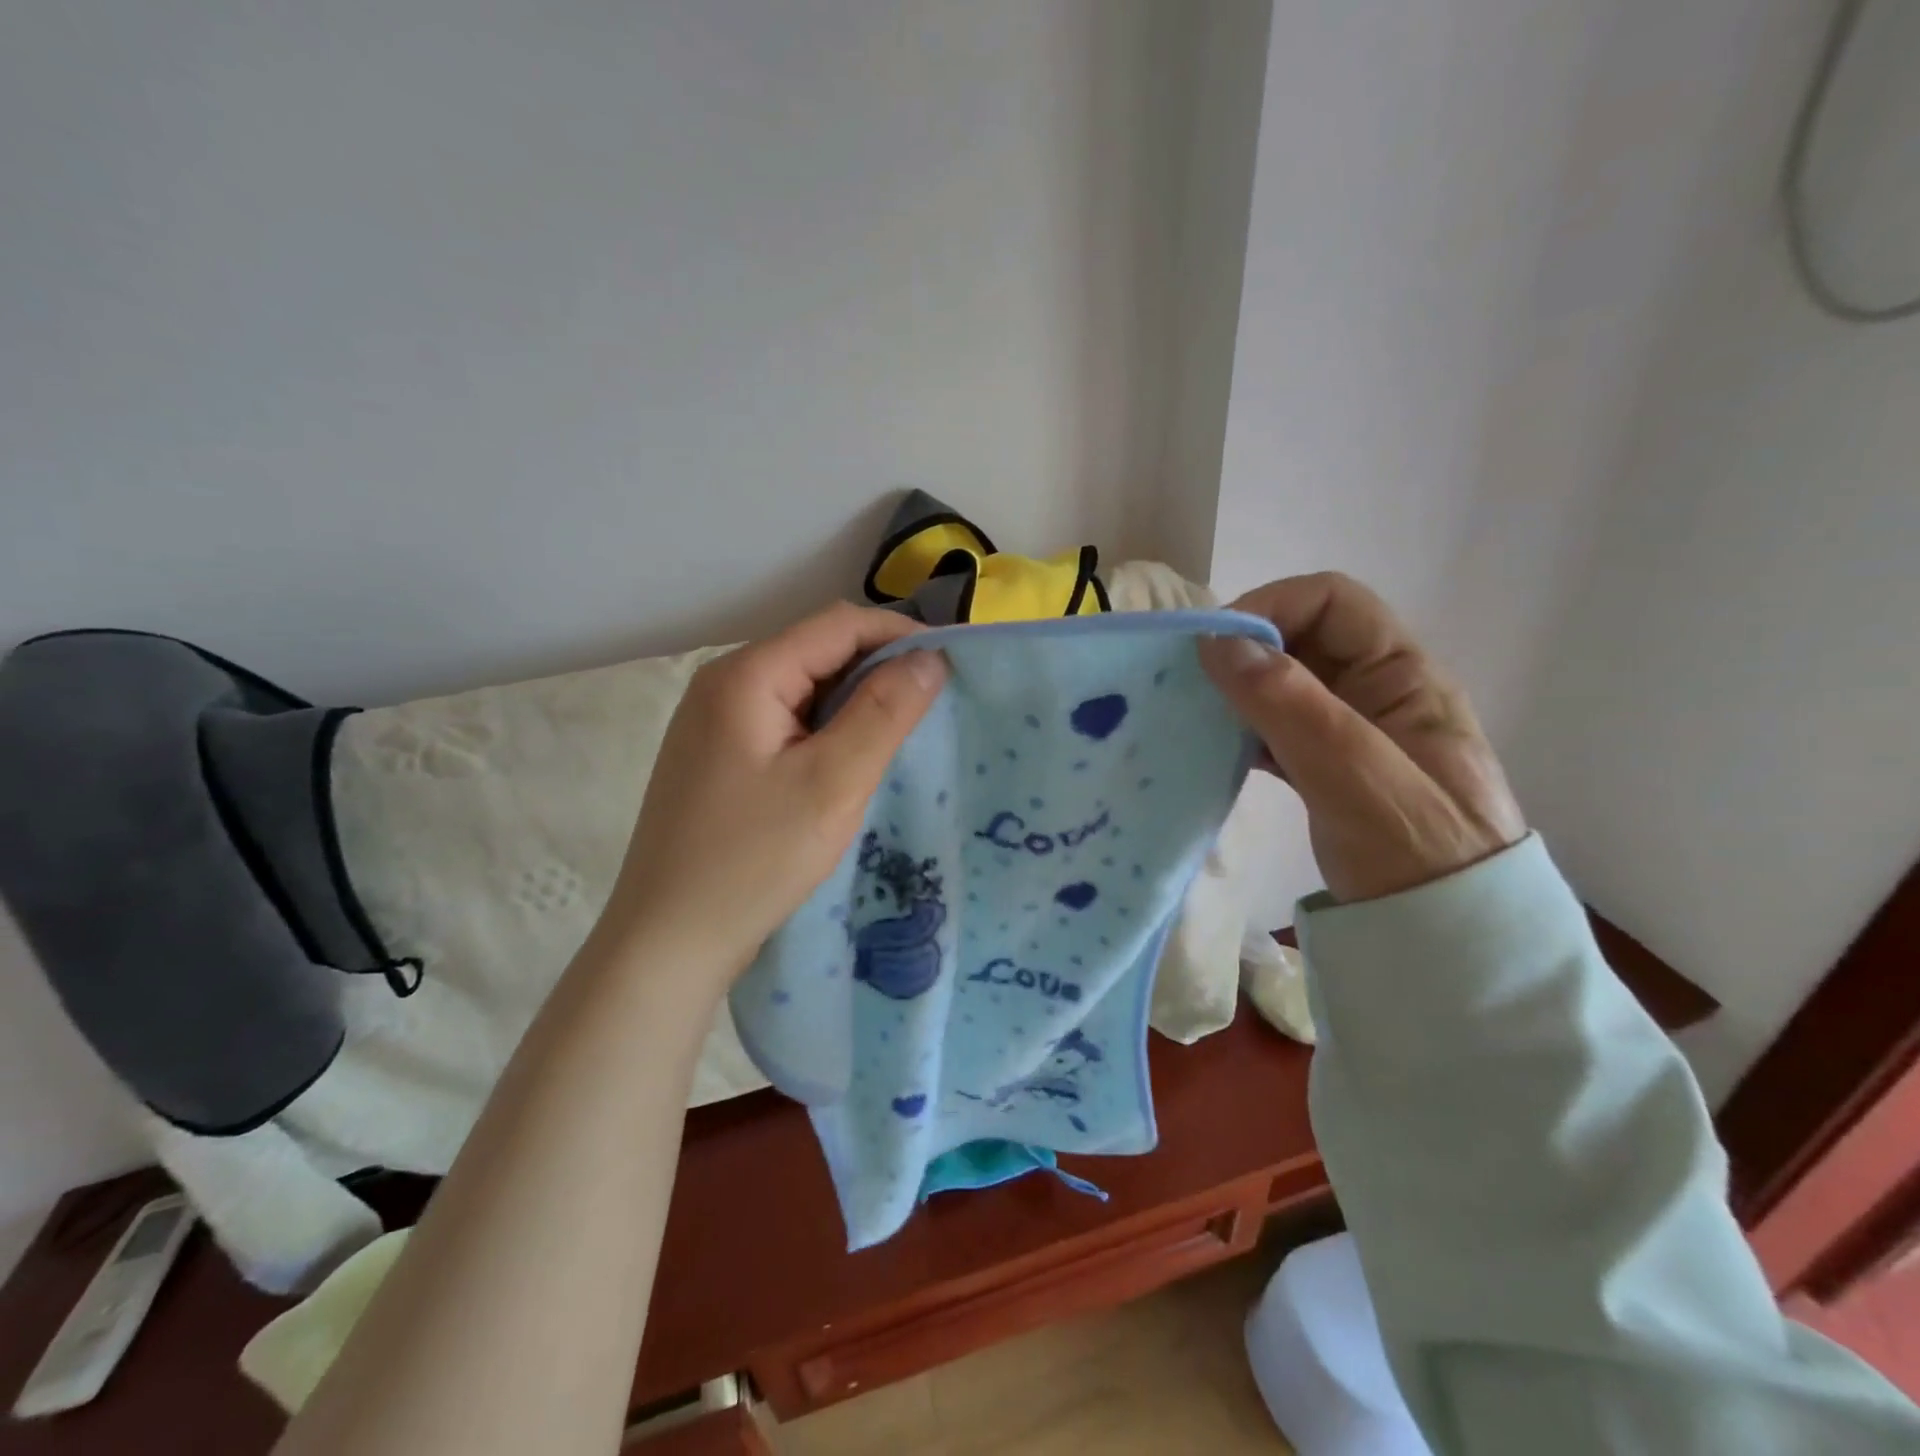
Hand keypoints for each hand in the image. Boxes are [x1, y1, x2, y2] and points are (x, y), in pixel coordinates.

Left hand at [603, 603, 946, 980]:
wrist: (667, 941)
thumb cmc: (753, 861)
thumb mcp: (832, 783)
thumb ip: (884, 712)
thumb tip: (932, 657)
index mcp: (746, 675)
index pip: (838, 625)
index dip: (901, 636)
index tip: (954, 664)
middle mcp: (724, 683)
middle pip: (818, 651)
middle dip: (880, 670)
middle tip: (934, 706)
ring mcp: (715, 721)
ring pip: (804, 688)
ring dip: (856, 703)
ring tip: (901, 734)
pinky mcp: (719, 756)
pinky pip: (786, 721)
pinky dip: (828, 729)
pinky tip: (851, 761)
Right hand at [1198, 573, 1524, 901]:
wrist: (1453, 943)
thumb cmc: (1419, 855)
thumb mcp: (1357, 776)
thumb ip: (1291, 706)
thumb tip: (1218, 642)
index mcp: (1405, 676)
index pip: (1334, 602)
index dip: (1272, 607)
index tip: (1214, 646)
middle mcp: (1377, 692)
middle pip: (1302, 638)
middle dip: (1244, 648)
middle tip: (1191, 681)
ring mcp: (1351, 732)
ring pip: (1283, 684)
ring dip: (1237, 689)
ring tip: (1193, 712)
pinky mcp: (1327, 768)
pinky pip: (1276, 727)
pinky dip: (1242, 728)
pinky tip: (1214, 747)